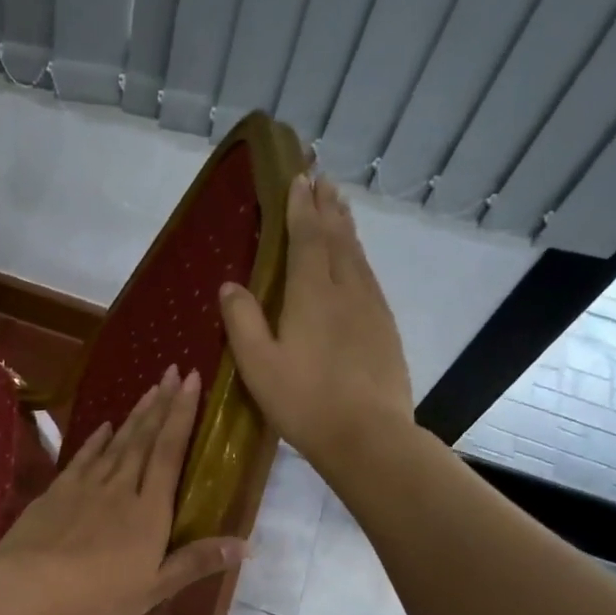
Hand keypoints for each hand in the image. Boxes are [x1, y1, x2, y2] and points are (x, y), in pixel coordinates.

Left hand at [0, 366, 246, 614]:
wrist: (29, 591)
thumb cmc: (99, 597)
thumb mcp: (154, 588)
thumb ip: (197, 562)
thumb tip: (247, 546)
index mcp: (148, 510)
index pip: (170, 452)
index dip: (182, 415)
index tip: (191, 380)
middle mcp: (119, 488)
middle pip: (144, 439)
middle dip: (161, 404)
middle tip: (172, 371)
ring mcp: (84, 487)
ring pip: (115, 443)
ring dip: (134, 416)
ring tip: (149, 390)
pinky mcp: (55, 493)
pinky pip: (82, 459)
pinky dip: (95, 440)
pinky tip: (102, 426)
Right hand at [220, 171, 412, 469]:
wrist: (368, 437)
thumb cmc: (304, 401)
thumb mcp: (258, 365)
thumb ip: (242, 321)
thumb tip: (230, 285)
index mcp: (312, 294)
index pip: (307, 238)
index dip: (301, 207)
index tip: (299, 178)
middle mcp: (347, 290)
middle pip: (338, 238)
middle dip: (328, 207)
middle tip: (323, 179)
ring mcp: (372, 309)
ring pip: (358, 256)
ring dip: (346, 228)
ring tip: (339, 208)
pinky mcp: (385, 330)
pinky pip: (369, 279)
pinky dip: (358, 258)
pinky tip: (356, 265)